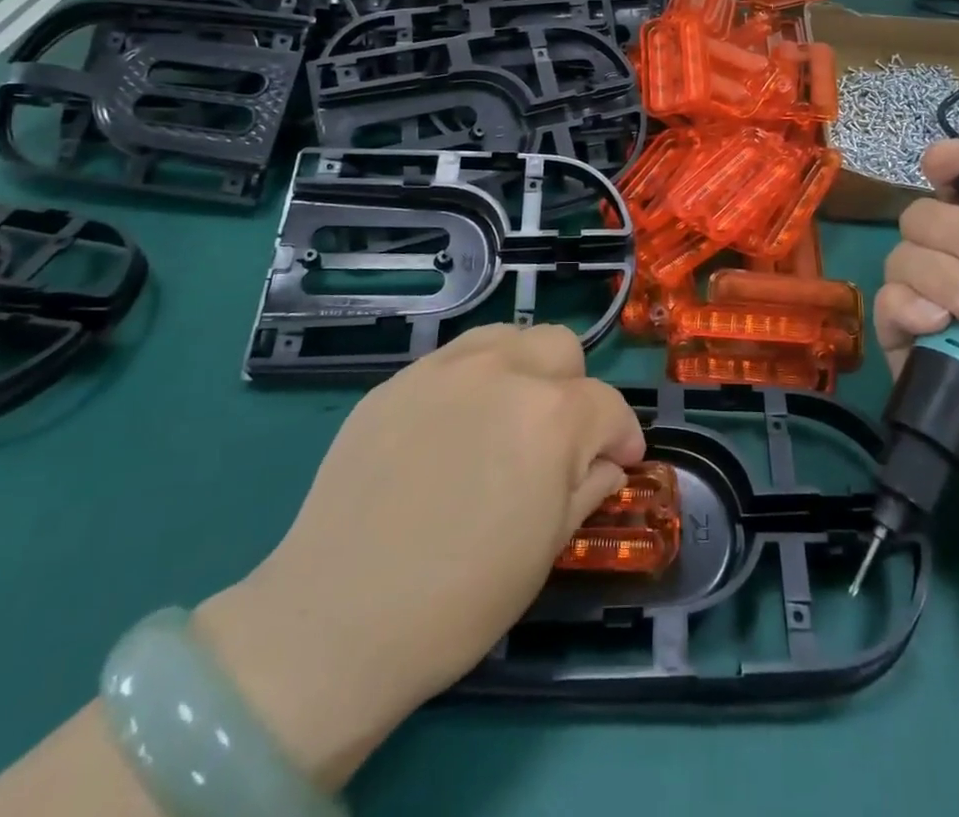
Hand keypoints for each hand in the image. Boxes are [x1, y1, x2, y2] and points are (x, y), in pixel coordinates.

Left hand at [197, 324, 644, 786]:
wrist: (336, 620)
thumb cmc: (461, 599)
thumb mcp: (547, 548)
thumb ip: (588, 487)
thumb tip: (604, 462)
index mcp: (552, 414)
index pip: (609, 405)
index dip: (621, 438)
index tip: (617, 464)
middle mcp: (503, 371)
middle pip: (561, 347)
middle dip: (574, 389)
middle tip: (558, 440)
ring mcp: (444, 369)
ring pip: (508, 337)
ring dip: (524, 369)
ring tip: (506, 419)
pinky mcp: (396, 381)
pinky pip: (452, 361)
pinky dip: (471, 383)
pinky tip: (450, 434)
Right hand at [875, 141, 958, 506]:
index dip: (948, 164)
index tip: (951, 161)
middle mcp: (957, 261)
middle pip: (923, 214)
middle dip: (956, 230)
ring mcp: (927, 300)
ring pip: (902, 255)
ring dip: (944, 275)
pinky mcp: (904, 340)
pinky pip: (887, 303)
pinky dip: (911, 306)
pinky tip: (942, 326)